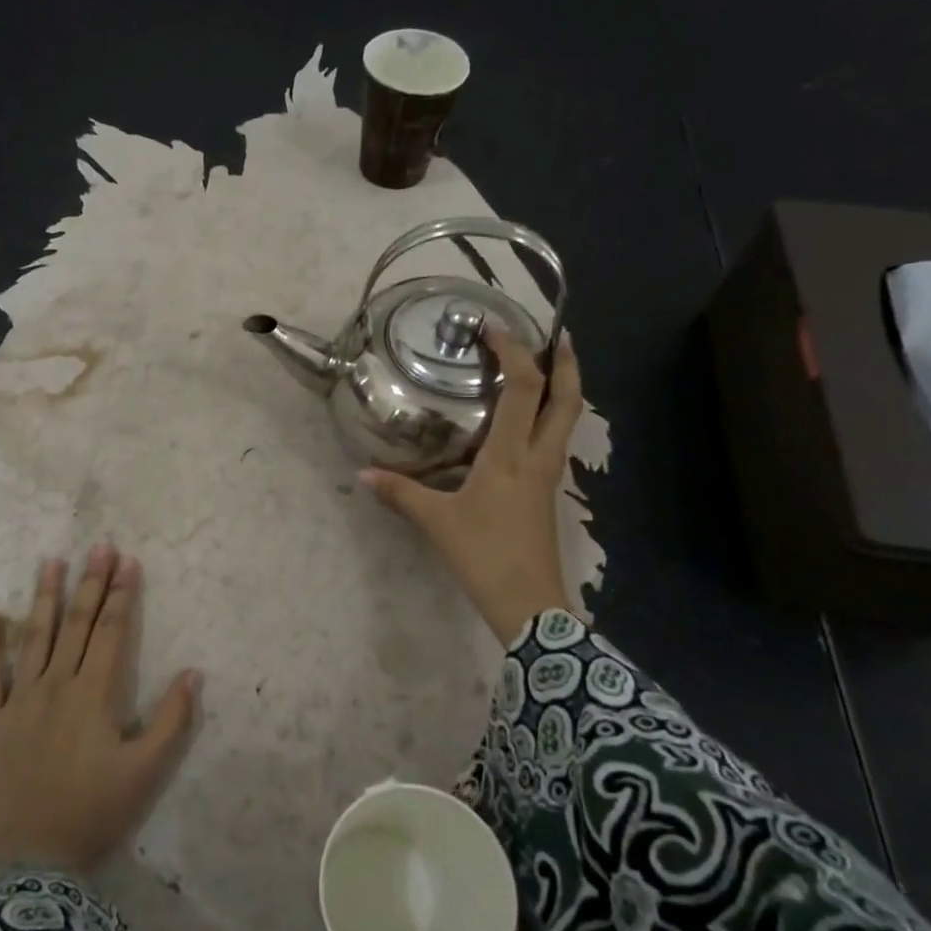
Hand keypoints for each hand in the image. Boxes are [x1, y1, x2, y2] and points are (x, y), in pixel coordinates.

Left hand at [0, 546, 200, 880]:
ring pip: (33, 638)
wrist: (30, 864)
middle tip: (99, 546)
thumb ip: (172, 721)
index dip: (122, 595)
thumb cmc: (94, 815)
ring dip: (43, 598)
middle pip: (75, 625)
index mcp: (94, 695)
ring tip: (50, 561)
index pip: (110, 632)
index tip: (128, 561)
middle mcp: (55, 686)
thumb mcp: (147, 773)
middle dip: (90, 583)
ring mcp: (18, 702)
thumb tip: (193, 673)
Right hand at [360, 329, 583, 642]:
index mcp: (512, 455)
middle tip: (555, 335)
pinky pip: (554, 442)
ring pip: (567, 421)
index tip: (497, 328)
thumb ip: (401, 493)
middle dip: (565, 363)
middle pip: (567, 399)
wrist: (529, 603)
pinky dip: (549, 418)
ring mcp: (548, 477)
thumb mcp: (437, 522)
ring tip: (547, 368)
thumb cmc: (484, 555)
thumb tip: (363, 475)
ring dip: (563, 389)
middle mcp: (538, 457)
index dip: (515, 352)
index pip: (523, 388)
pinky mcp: (546, 494)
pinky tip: (527, 423)